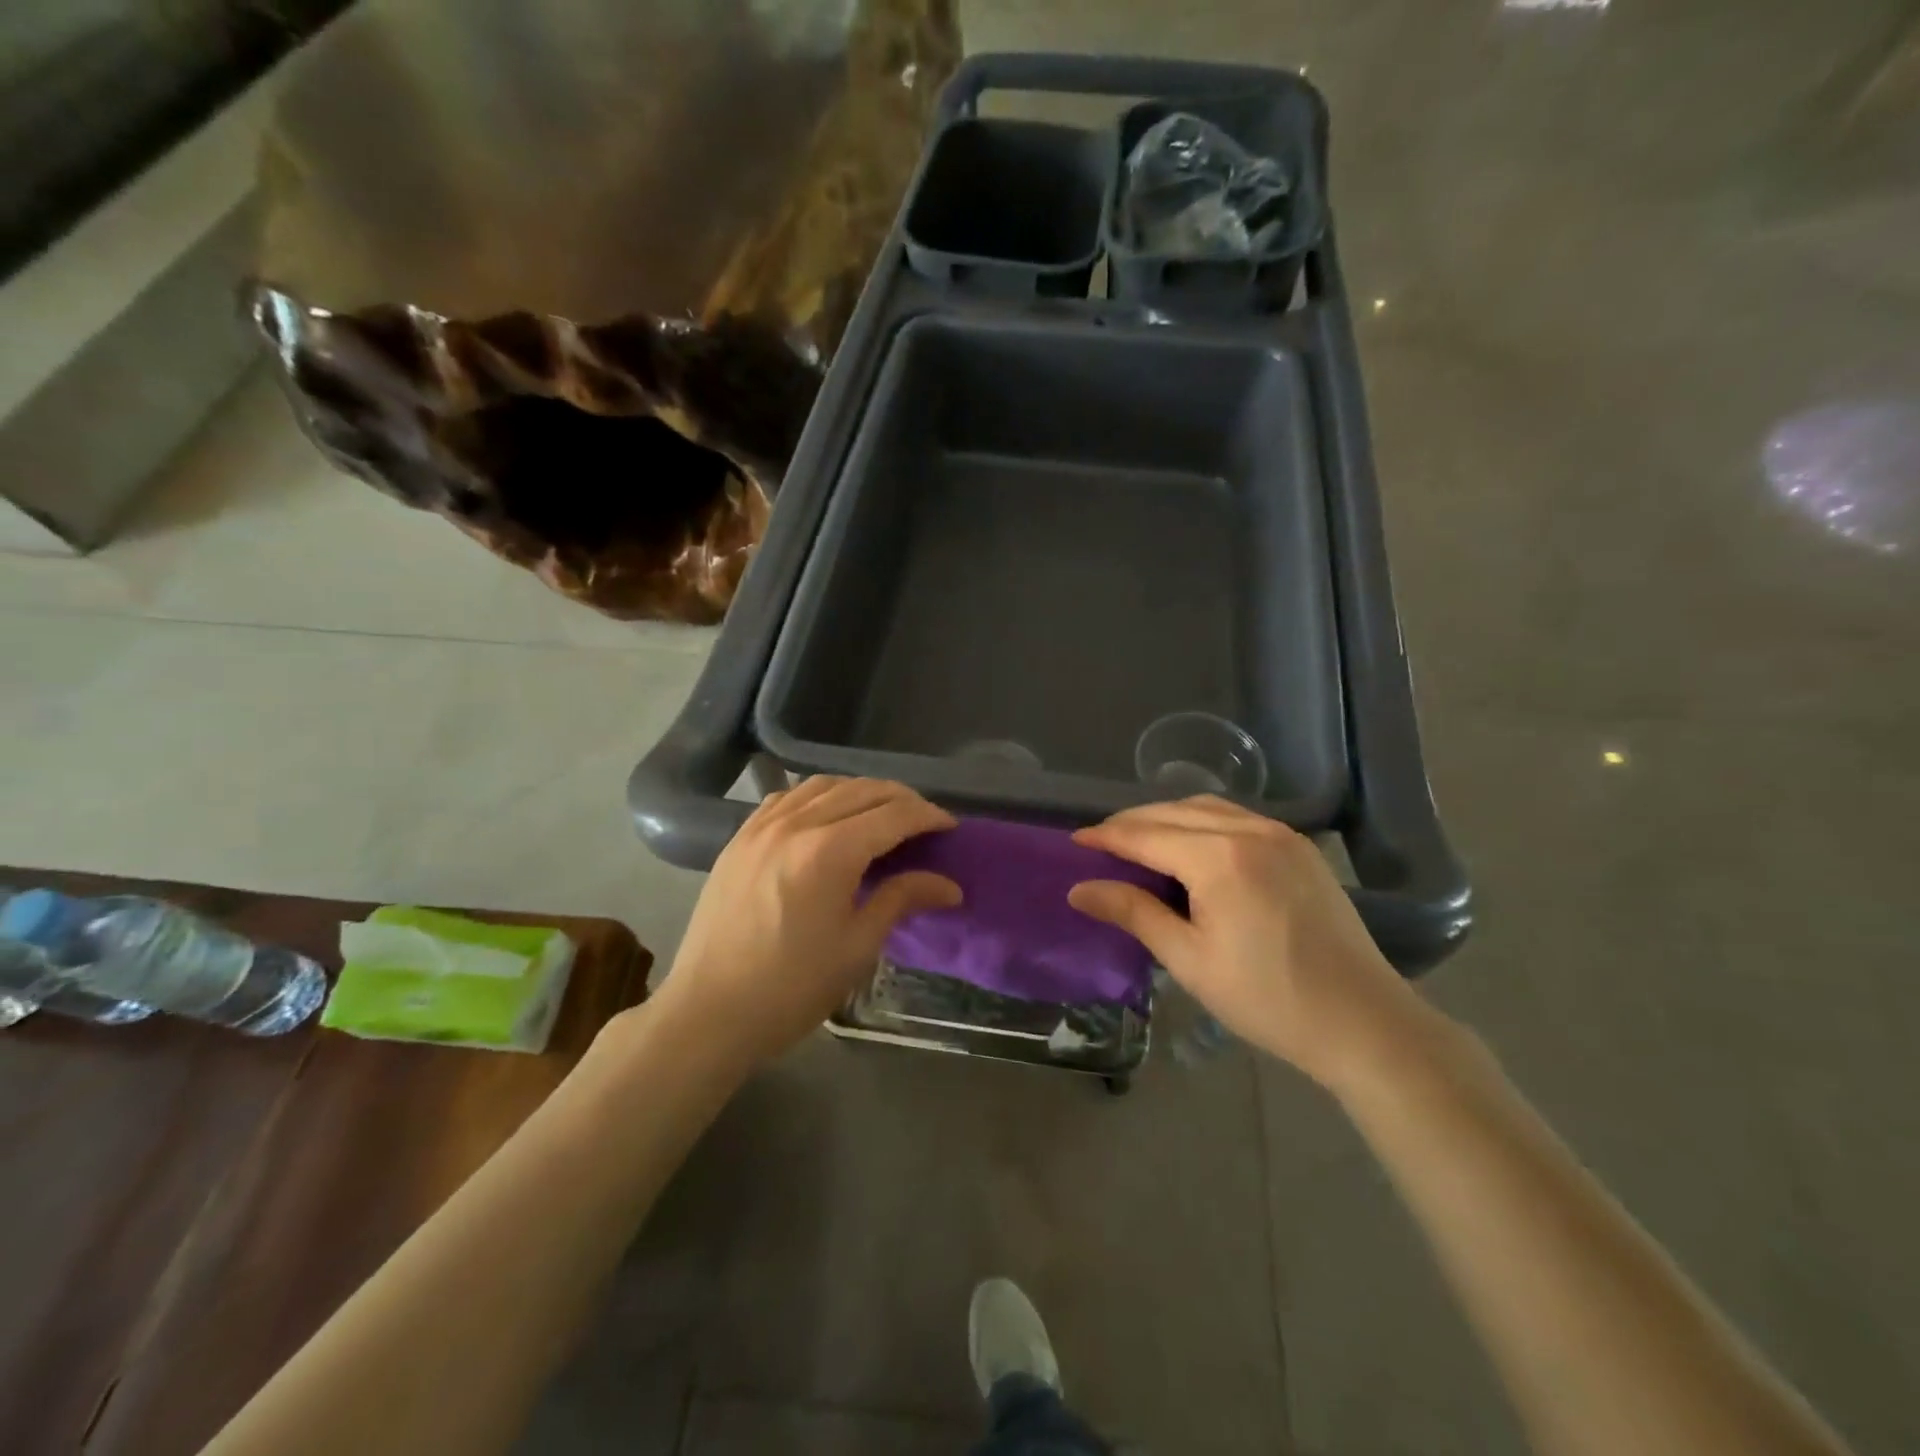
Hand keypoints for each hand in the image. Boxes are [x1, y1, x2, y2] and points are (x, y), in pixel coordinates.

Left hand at [653, 777, 961, 1071]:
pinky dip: (819, 795)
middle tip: (924, 822)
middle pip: (862, 790)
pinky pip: (787, 797)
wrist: (707, 1013)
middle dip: (901, 800)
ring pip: (824, 784)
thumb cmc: (791, 988)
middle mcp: (796, 824)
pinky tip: (828, 814)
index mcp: (829, 851)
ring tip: (882, 813)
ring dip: (861, 791)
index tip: (950, 827)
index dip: (928, 816)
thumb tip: (950, 885)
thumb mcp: (857, 947)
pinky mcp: (740, 837)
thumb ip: (902, 899)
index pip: (893, 814)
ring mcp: (761, 826)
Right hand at [1068, 797, 1434, 1092]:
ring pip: (1207, 808)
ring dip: (1167, 816)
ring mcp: (1281, 834)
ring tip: (1139, 839)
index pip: (1146, 835)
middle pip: (1174, 811)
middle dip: (1132, 822)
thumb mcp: (1189, 959)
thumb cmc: (1267, 998)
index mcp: (1219, 858)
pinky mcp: (1300, 847)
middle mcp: (1250, 830)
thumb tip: (1080, 889)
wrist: (1364, 1022)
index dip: (1106, 837)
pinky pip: (1238, 817)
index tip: (1074, 840)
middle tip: (1100, 842)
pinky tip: (1191, 845)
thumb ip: (1134, 913)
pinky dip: (1202, 821)